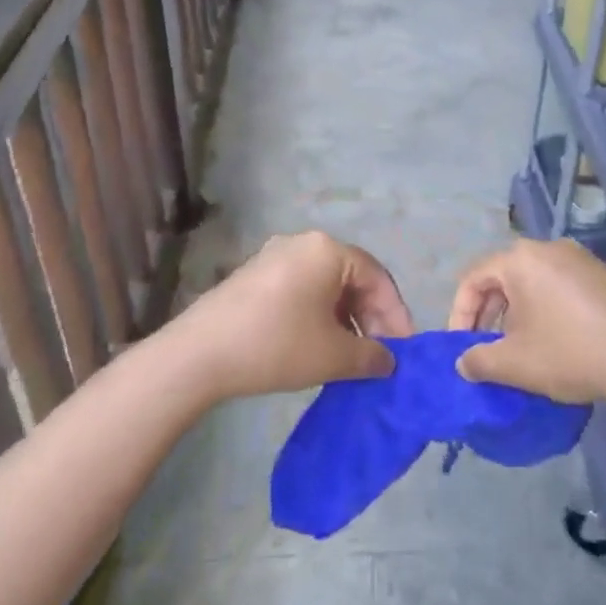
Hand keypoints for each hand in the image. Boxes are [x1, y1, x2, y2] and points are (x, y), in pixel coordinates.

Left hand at [167, 231, 410, 401]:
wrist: (200, 353)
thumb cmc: (277, 344)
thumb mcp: (333, 355)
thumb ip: (371, 356)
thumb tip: (387, 361)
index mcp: (328, 250)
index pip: (377, 277)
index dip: (396, 315)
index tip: (405, 350)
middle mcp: (303, 243)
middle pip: (352, 278)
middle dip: (371, 317)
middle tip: (380, 356)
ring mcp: (275, 256)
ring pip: (326, 285)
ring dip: (346, 319)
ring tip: (353, 356)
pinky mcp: (255, 275)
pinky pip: (302, 289)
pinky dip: (319, 315)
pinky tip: (319, 346)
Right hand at [448, 239, 605, 405]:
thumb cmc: (571, 353)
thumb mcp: (515, 364)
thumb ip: (479, 361)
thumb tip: (464, 362)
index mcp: (520, 259)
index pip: (473, 279)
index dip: (459, 314)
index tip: (461, 348)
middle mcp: (549, 248)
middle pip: (503, 278)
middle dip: (489, 316)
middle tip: (488, 349)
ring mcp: (582, 260)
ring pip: (533, 284)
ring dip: (518, 316)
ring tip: (522, 350)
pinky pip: (562, 289)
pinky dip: (548, 312)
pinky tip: (558, 345)